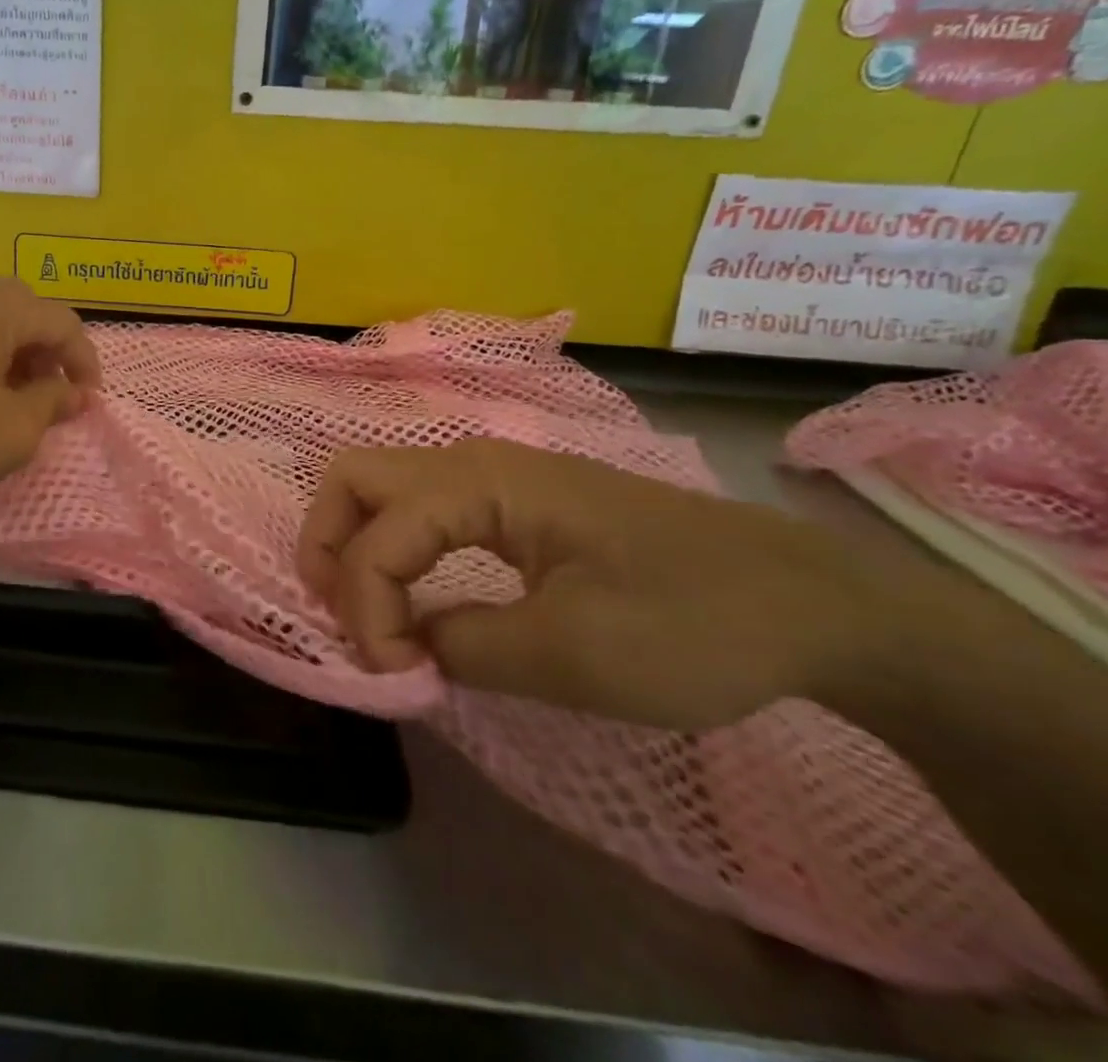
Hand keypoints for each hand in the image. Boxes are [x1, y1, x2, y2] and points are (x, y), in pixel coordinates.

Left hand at [0, 278, 100, 515]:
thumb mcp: (12, 432)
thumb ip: (52, 404)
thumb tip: (73, 393)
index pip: (63, 322)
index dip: (85, 362)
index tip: (88, 402)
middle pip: (24, 310)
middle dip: (47, 351)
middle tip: (49, 393)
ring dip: (11, 353)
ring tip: (10, 398)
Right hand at [297, 439, 904, 731]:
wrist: (811, 603)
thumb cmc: (691, 621)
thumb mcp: (570, 654)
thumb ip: (461, 645)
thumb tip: (405, 646)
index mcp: (480, 483)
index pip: (378, 536)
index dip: (366, 608)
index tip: (397, 677)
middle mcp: (473, 463)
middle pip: (356, 479)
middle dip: (329, 546)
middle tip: (342, 617)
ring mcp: (495, 477)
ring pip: (384, 489)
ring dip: (358, 546)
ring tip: (368, 614)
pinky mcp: (516, 502)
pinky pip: (424, 510)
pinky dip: (397, 549)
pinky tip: (417, 596)